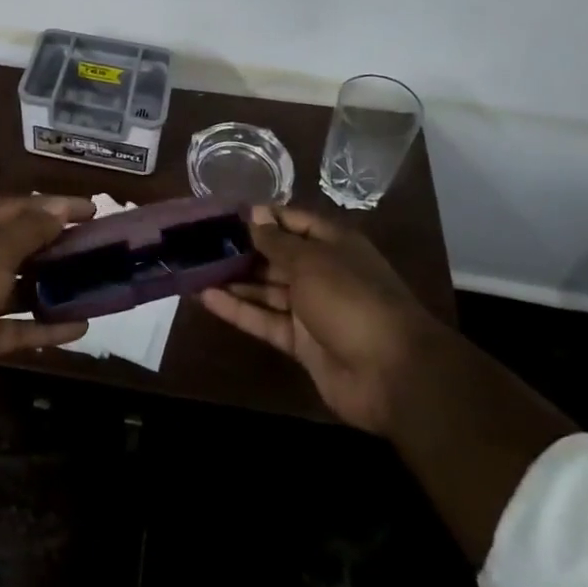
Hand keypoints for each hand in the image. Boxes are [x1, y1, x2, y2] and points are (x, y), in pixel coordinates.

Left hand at [0, 196, 93, 414]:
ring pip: (24, 289)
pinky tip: (80, 327)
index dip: (55, 206)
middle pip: (24, 247)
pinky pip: (21, 328)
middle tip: (101, 249)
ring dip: (57, 287)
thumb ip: (29, 230)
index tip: (93, 210)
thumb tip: (58, 209)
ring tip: (96, 286)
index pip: (20, 208)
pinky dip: (47, 327)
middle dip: (60, 246)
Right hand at [199, 204, 438, 435]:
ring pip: (267, 289)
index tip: (224, 213)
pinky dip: (238, 310)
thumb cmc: (352, 299)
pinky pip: (265, 320)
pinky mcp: (301, 342)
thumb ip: (277, 241)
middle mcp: (322, 273)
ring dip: (235, 280)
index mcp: (333, 245)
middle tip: (200, 241)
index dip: (262, 217)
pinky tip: (206, 297)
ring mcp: (312, 309)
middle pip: (277, 256)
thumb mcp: (311, 261)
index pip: (293, 222)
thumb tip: (253, 214)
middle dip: (243, 249)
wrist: (392, 374)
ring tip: (195, 267)